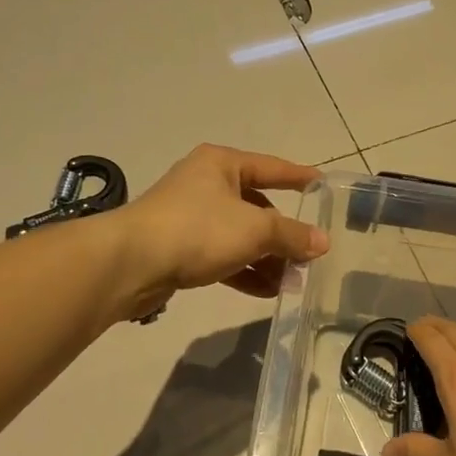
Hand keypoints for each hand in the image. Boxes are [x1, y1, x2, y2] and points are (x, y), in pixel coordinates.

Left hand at [114, 144, 328, 319]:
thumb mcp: (255, 229)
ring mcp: (190, 217)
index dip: (299, 177)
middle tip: (308, 254)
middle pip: (257, 206)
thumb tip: (323, 242)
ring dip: (266, 258)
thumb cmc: (198, 230)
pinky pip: (222, 256)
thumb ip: (292, 235)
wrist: (131, 263)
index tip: (324, 185)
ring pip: (240, 235)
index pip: (272, 167)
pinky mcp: (180, 248)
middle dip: (283, 234)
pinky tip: (266, 291)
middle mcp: (206, 184)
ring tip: (291, 282)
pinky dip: (244, 271)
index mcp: (222, 164)